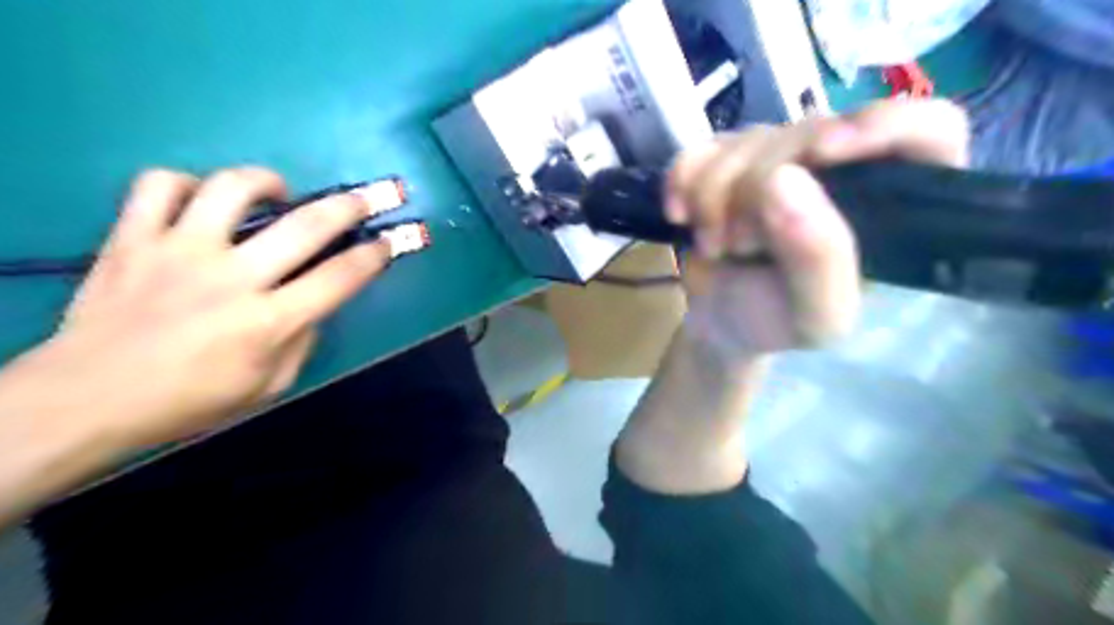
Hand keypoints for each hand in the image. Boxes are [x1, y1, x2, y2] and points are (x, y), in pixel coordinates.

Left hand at [1, 165, 391, 449]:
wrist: (86, 399)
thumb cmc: (190, 400)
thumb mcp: (269, 385)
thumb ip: (302, 340)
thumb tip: (315, 303)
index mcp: (270, 321)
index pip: (341, 277)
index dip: (374, 255)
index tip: (389, 241)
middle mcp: (232, 278)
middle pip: (306, 225)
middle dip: (349, 206)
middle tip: (364, 198)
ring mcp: (179, 251)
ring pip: (232, 188)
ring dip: (268, 182)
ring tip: (278, 192)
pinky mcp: (132, 238)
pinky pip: (160, 185)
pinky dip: (187, 184)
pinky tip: (203, 200)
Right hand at [664, 100, 972, 364]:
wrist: (720, 324)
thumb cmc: (777, 323)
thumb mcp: (816, 316)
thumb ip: (819, 258)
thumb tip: (782, 179)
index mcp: (892, 204)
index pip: (927, 129)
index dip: (882, 126)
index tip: (822, 154)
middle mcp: (843, 168)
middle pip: (808, 132)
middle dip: (755, 192)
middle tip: (739, 244)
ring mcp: (781, 157)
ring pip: (746, 140)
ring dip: (713, 198)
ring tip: (717, 245)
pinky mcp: (730, 158)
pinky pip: (700, 147)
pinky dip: (680, 181)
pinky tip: (681, 216)